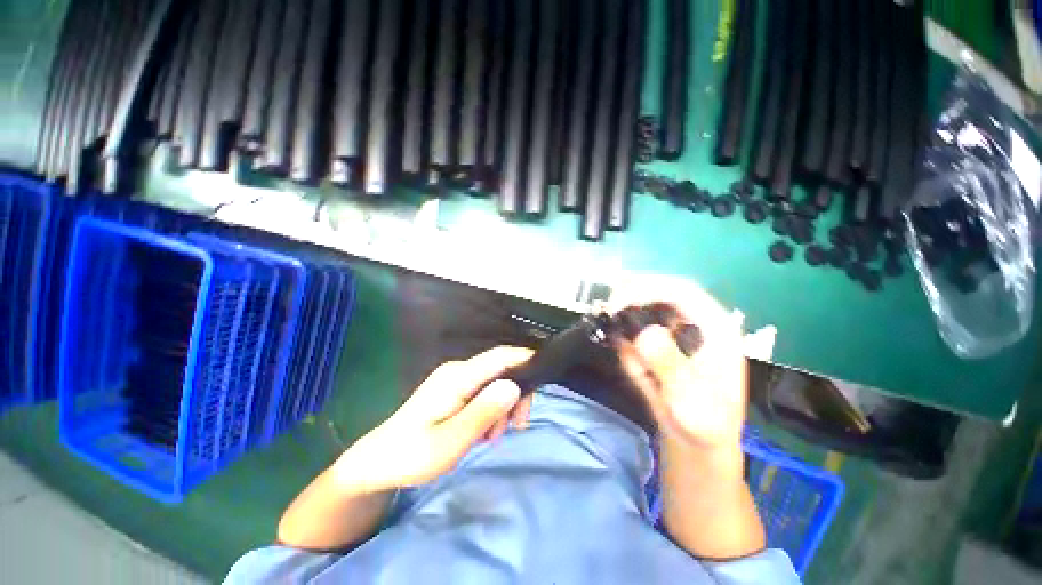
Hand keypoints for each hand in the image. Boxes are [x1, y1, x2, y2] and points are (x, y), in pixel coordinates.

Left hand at [331, 347, 534, 493]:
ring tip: (492, 437)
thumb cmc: (412, 455)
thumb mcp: (451, 441)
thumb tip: (513, 385)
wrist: (378, 463)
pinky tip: (483, 433)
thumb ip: (483, 412)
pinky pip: (483, 394)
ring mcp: (456, 381)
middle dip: (515, 395)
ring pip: (494, 384)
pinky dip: (491, 411)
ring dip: (502, 408)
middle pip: (501, 370)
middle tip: (516, 427)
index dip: (525, 358)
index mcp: (458, 377)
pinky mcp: (455, 392)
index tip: (545, 374)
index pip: (499, 357)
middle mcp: (459, 372)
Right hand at [608, 276, 775, 454]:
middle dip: (628, 305)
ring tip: (641, 374)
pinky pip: (632, 333)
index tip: (616, 304)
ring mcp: (673, 329)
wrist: (693, 440)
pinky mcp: (657, 339)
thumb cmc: (704, 425)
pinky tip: (640, 375)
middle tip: (610, 324)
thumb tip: (645, 335)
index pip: (680, 290)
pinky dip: (626, 349)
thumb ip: (671, 368)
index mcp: (714, 327)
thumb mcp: (691, 402)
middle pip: (656, 291)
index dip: (646, 289)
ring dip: (628, 337)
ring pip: (639, 311)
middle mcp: (693, 321)